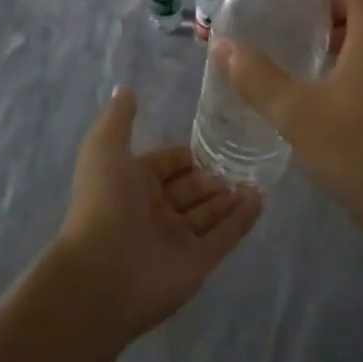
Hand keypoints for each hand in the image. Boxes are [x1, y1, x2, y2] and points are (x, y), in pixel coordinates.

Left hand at [54, 86, 262, 338]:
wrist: (102, 272)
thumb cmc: (104, 202)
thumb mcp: (105, 148)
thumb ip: (119, 118)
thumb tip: (126, 89)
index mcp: (132, 184)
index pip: (167, 165)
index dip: (188, 155)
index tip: (216, 141)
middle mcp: (154, 211)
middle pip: (191, 189)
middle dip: (213, 176)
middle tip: (243, 160)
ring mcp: (177, 240)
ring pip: (209, 214)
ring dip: (230, 196)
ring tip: (257, 176)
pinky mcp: (197, 264)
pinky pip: (224, 238)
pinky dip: (241, 220)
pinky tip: (260, 199)